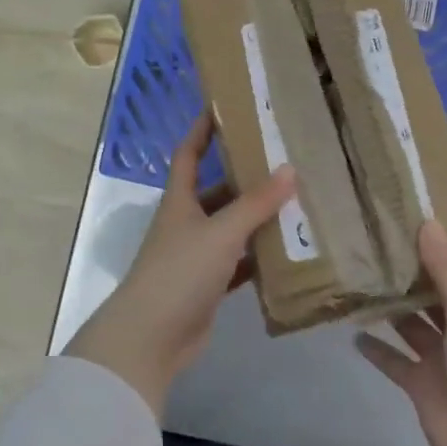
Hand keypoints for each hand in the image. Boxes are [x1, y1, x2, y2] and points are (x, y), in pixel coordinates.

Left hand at [66, 115, 294, 418]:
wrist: (151, 338)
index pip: (189, 154)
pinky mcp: (208, 286)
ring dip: (257, 218)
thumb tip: (290, 169)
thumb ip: (256, 204)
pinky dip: (259, 257)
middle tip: (283, 160)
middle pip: (216, 191)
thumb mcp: (221, 232)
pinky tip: (287, 251)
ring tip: (296, 200)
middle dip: (245, 177)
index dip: (203, 130)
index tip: (223, 107)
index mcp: (180, 201)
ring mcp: (196, 256)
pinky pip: (238, 263)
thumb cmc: (180, 272)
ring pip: (230, 228)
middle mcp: (186, 223)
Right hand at [358, 222, 446, 445]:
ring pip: (417, 326)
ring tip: (364, 277)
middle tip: (387, 243)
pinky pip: (396, 361)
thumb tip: (427, 223)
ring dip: (395, 307)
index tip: (442, 229)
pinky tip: (353, 330)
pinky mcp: (424, 386)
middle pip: (446, 297)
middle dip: (422, 275)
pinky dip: (378, 349)